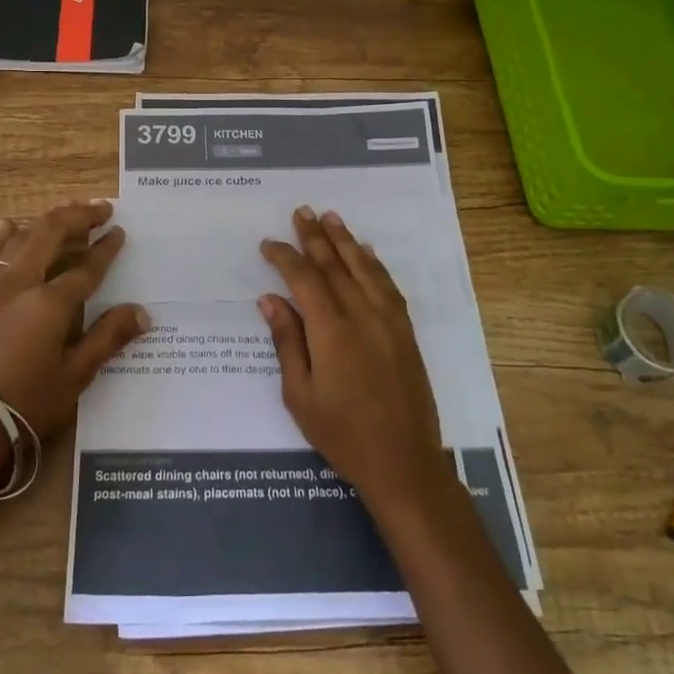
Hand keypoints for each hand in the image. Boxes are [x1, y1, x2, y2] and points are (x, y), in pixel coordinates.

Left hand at [0, 199, 145, 439]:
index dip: (106, 248)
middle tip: (102, 208)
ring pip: (23, 236)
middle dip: (79, 216)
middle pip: (52, 234)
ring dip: (48, 220)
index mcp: (50, 302)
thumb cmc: (29, 401)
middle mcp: (22, 282)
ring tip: (68, 211)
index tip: (120, 231)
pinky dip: (5, 235)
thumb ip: (108, 337)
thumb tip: (143, 313)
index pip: (86, 266)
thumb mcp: (76, 374)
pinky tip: (11, 225)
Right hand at [259, 206, 449, 517]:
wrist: (403, 462)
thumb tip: (270, 299)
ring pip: (364, 267)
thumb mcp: (300, 395)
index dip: (285, 257)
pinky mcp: (405, 331)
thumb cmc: (342, 434)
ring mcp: (388, 320)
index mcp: (331, 330)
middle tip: (301, 211)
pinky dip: (374, 263)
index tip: (268, 243)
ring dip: (345, 240)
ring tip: (331, 217)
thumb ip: (286, 342)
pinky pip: (387, 285)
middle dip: (315, 237)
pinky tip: (366, 253)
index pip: (304, 279)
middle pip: (335, 265)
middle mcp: (362, 315)